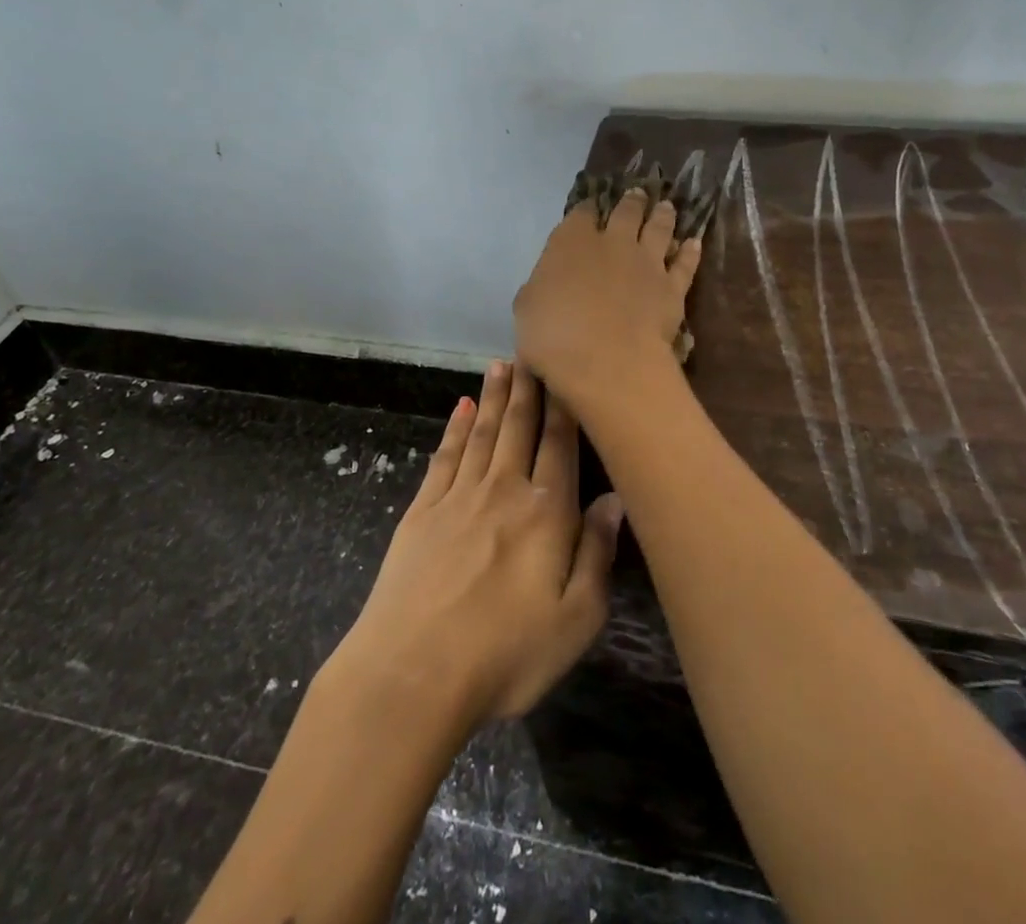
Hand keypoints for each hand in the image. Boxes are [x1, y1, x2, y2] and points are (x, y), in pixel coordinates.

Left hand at [328, 361, 622, 732]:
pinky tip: (462, 408)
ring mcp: (458, 497)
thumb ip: (597, 554)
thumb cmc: (504, 655)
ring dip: (494, 397)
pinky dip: (455, 428)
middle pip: (519, 428)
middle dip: (528, 388)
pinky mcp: (422, 512)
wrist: (410, 675)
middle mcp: (504, 491)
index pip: (560, 446)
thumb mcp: (574, 621)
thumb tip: (614, 499)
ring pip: (483, 433)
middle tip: (531, 350)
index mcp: (546, 514)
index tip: (567, 370)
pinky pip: (445, 457)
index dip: (564, 406)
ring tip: (501, 364)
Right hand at [513, 190, 703, 409]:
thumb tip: (546, 282)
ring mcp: (647, 262)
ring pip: (660, 229)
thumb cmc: (554, 337)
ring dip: (663, 215)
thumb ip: (539, 287)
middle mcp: (613, 242)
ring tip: (667, 206)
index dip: (586, 209)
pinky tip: (694, 243)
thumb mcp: (526, 309)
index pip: (581, 214)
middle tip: (638, 194)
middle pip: (626, 212)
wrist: (608, 362)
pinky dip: (690, 251)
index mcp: (571, 242)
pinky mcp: (672, 286)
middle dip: (631, 202)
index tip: (590, 207)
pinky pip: (685, 263)